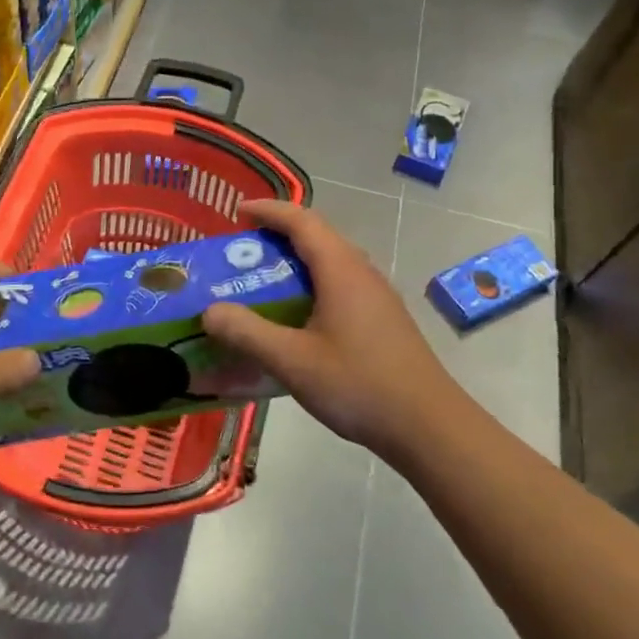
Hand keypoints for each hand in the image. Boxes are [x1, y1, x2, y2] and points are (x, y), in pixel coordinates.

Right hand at [203, 199, 462, 449]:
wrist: (429, 427)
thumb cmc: (359, 385)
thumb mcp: (292, 360)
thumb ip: (247, 333)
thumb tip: (210, 311)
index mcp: (341, 270)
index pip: (302, 221)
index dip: (268, 211)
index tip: (237, 212)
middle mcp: (362, 273)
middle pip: (318, 236)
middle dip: (279, 234)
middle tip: (244, 250)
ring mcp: (377, 297)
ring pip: (332, 262)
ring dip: (296, 261)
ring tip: (264, 280)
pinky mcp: (383, 320)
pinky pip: (341, 285)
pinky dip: (312, 285)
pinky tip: (297, 317)